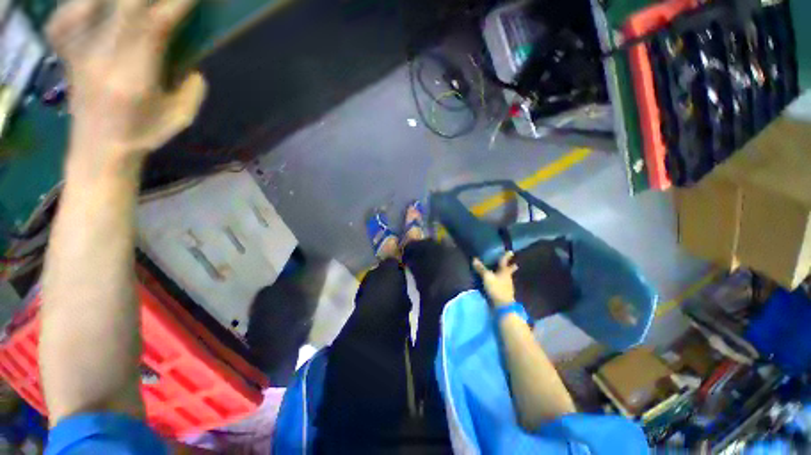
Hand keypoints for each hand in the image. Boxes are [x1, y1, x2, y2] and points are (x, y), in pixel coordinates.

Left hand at [46, 0, 205, 171]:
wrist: (98, 148)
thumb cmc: (142, 134)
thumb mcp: (179, 119)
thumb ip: (191, 91)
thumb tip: (194, 66)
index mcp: (135, 78)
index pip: (156, 27)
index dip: (176, 4)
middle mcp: (103, 58)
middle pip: (123, 6)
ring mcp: (79, 53)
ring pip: (89, 4)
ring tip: (130, 2)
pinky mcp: (66, 53)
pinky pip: (63, 16)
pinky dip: (76, 5)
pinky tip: (91, 7)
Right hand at [473, 252, 517, 306]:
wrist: (503, 305)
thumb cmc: (496, 288)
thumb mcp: (487, 277)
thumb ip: (481, 269)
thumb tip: (474, 259)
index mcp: (504, 272)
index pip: (504, 262)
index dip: (506, 256)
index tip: (511, 251)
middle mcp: (507, 277)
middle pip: (509, 270)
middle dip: (511, 267)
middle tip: (515, 264)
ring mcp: (507, 286)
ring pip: (507, 277)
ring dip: (506, 274)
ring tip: (505, 272)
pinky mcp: (505, 292)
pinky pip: (503, 283)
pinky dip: (502, 281)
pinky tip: (500, 282)